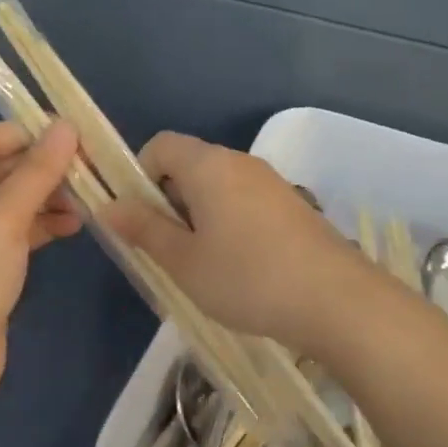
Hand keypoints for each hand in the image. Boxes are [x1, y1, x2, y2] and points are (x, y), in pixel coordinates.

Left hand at [0, 120, 81, 407]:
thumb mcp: (2, 220)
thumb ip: (36, 172)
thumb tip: (66, 126)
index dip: (29, 134)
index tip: (75, 138)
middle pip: (0, 170)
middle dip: (44, 168)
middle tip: (90, 170)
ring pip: (11, 202)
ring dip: (47, 197)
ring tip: (88, 201)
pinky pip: (14, 232)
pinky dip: (41, 225)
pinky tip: (72, 227)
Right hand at [105, 131, 369, 350]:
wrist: (338, 300)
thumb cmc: (247, 278)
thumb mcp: (183, 261)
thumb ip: (144, 229)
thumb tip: (109, 206)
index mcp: (208, 165)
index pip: (160, 145)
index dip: (140, 176)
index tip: (141, 219)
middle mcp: (240, 162)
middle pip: (190, 164)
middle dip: (168, 200)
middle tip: (168, 249)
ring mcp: (271, 182)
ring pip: (218, 186)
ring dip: (199, 215)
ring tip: (203, 264)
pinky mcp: (293, 205)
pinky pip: (245, 201)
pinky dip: (229, 222)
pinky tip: (240, 267)